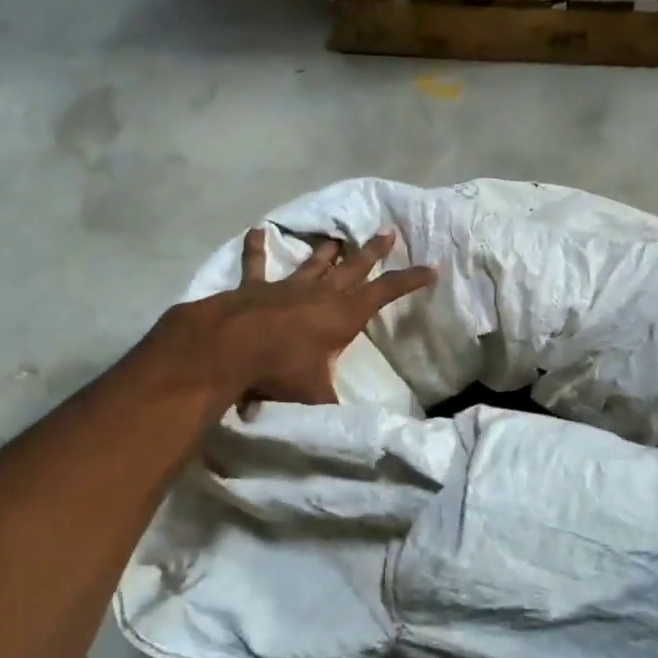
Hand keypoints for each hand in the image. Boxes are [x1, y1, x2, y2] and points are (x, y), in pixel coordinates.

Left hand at [145, 228, 434, 411]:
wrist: (227, 347)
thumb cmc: (279, 370)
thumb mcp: (314, 395)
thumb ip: (332, 406)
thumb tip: (350, 426)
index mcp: (343, 316)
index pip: (385, 293)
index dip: (409, 280)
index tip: (430, 269)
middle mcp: (320, 294)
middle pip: (354, 267)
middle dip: (373, 250)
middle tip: (387, 231)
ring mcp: (287, 286)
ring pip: (313, 262)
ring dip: (327, 249)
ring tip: (337, 237)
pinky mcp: (255, 286)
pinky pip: (257, 263)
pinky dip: (256, 247)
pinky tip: (256, 230)